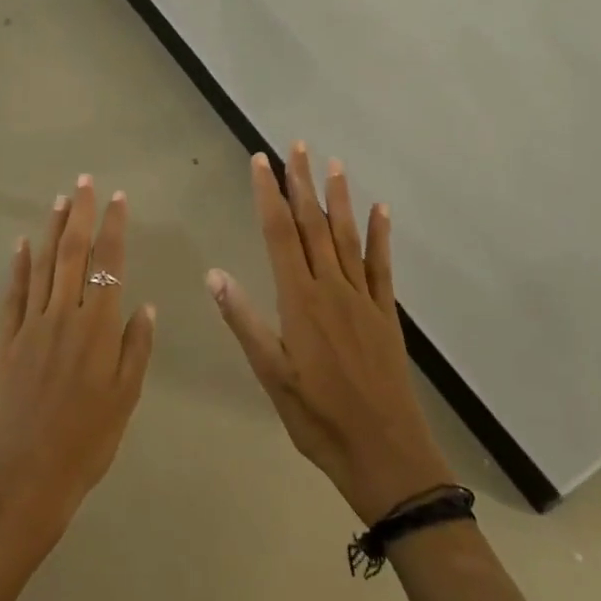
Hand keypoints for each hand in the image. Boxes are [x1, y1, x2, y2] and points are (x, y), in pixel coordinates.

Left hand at [0, 175, 155, 570]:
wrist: (24, 482)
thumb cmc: (85, 445)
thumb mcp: (125, 401)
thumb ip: (135, 349)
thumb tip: (144, 305)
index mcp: (98, 329)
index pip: (108, 264)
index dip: (114, 228)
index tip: (118, 198)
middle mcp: (64, 317)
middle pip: (72, 254)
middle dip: (80, 214)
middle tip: (84, 182)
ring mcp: (30, 327)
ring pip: (42, 266)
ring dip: (51, 230)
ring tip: (59, 200)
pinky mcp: (4, 342)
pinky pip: (13, 295)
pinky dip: (18, 267)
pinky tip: (21, 244)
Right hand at [210, 146, 453, 524]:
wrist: (386, 455)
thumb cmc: (318, 418)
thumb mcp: (271, 375)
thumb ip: (245, 321)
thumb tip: (214, 273)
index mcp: (300, 300)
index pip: (279, 234)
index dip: (269, 194)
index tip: (261, 161)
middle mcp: (332, 288)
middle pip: (313, 225)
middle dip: (301, 183)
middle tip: (295, 146)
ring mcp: (362, 298)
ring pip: (347, 236)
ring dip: (338, 198)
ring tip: (332, 164)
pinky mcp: (386, 313)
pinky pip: (382, 265)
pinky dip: (381, 235)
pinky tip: (381, 210)